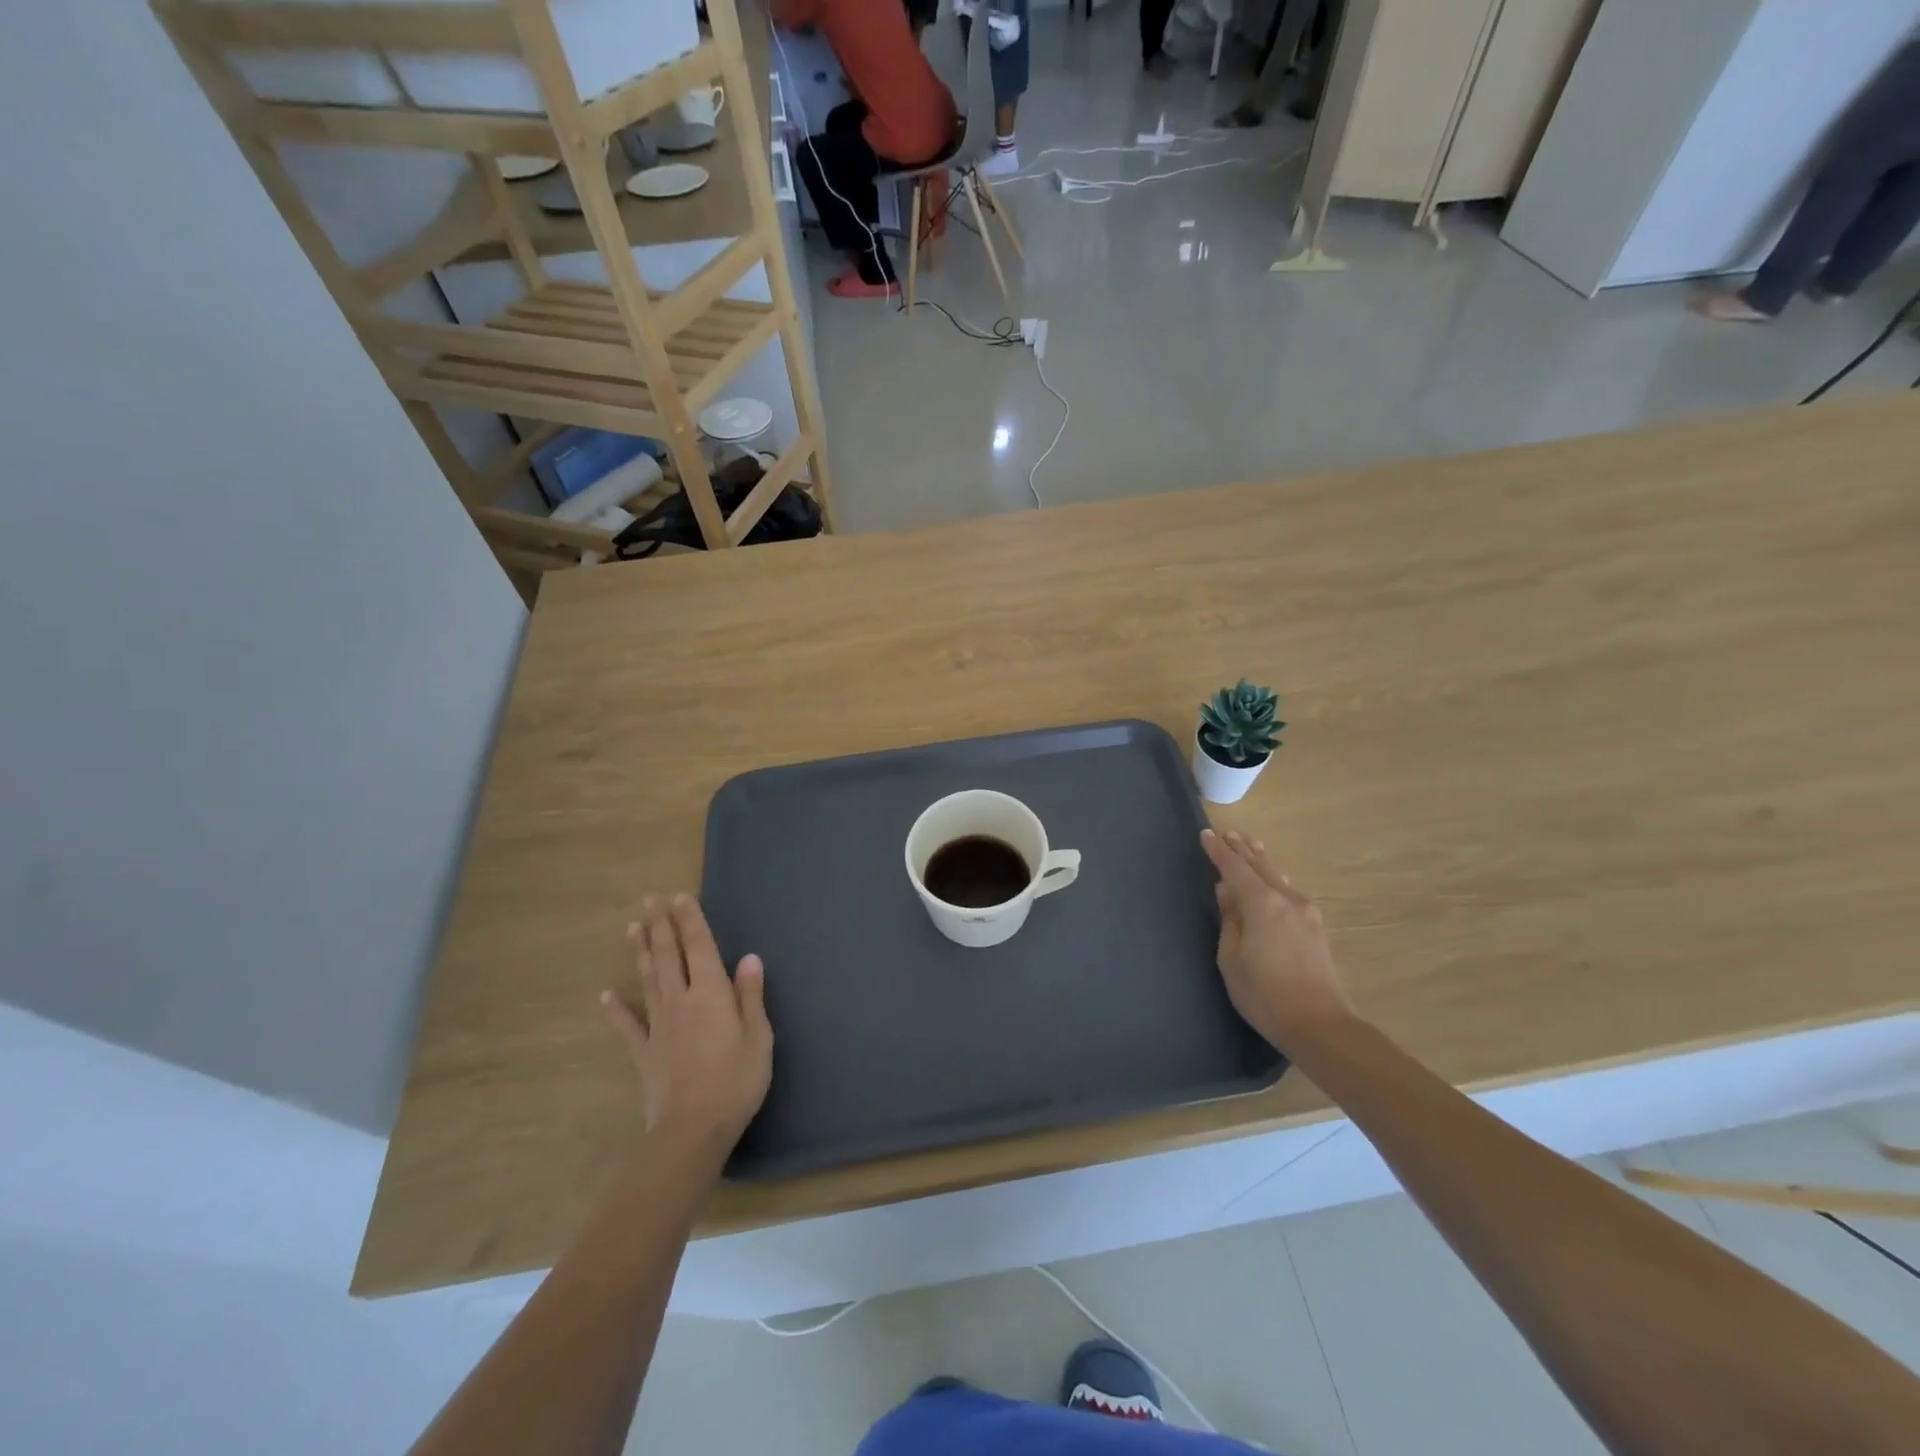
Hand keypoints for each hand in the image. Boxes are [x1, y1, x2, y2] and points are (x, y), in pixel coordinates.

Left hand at [601, 895, 772, 1154]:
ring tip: (633, 928)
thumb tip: (749, 957)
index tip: (678, 896)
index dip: (689, 920)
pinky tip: (606, 996)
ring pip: (648, 980)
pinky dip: (616, 1009)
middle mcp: (681, 1001)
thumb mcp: (759, 1037)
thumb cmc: (736, 1081)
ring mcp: (658, 1026)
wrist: (691, 1130)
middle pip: (669, 956)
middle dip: (660, 926)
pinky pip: (628, 1025)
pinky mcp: (644, 1052)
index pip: (700, 947)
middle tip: (649, 900)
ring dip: (641, 953)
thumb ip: (751, 996)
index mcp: (712, 994)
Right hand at [1201, 829, 1353, 1050]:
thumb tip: (1226, 890)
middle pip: (1260, 865)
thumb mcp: (1231, 957)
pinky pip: (1287, 890)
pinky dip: (1273, 878)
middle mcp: (1286, 899)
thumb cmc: (1264, 994)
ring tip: (1249, 846)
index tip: (1205, 835)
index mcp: (1262, 904)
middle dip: (1242, 849)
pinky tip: (1272, 878)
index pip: (1234, 868)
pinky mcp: (1314, 927)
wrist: (1319, 1024)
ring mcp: (1305, 912)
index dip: (1218, 851)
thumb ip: (1229, 918)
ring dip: (1260, 860)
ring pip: (1277, 876)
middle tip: (1227, 833)